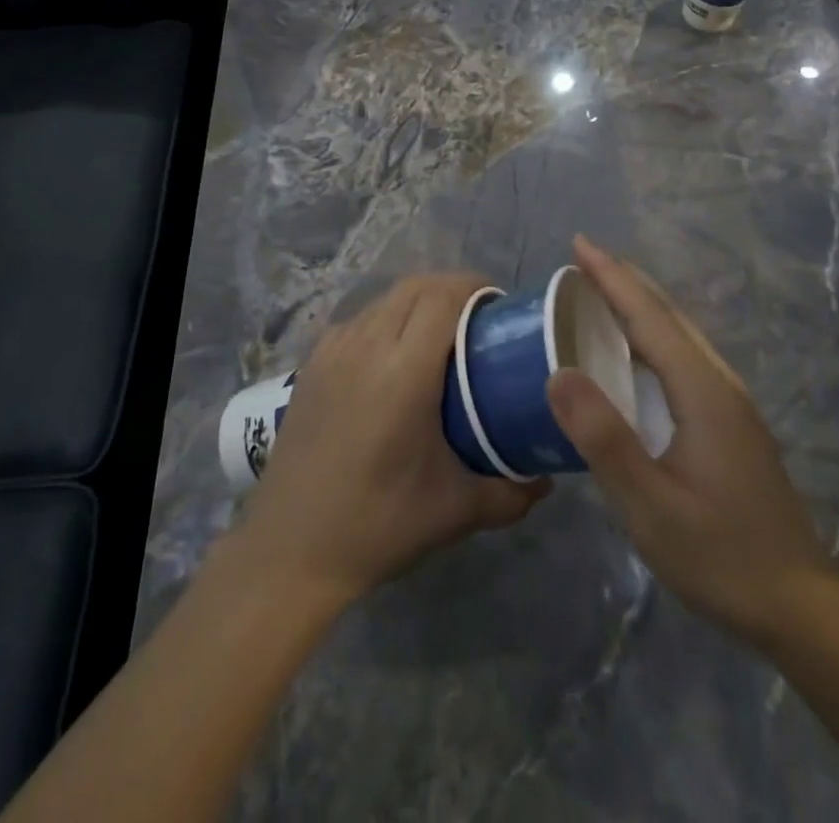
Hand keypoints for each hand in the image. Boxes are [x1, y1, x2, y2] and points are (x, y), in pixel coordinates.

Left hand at [236, 274, 549, 606]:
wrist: (290, 551)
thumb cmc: (378, 525)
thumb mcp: (456, 511)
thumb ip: (511, 493)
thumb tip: (548, 480)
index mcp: (405, 371)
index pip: (443, 297)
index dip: (474, 287)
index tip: (499, 305)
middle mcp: (366, 346)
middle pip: (415, 286)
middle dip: (451, 288)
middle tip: (478, 317)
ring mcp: (333, 351)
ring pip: (384, 299)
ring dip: (417, 301)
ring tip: (440, 333)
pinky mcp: (311, 364)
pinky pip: (358, 320)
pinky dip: (385, 319)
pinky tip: (394, 355)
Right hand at [547, 236, 838, 651]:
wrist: (801, 606)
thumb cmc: (720, 555)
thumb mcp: (650, 505)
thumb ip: (604, 438)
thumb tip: (557, 374)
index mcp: (701, 390)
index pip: (649, 316)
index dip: (612, 277)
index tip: (579, 243)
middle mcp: (719, 383)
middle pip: (668, 315)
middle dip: (625, 281)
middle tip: (582, 259)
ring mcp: (730, 403)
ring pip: (680, 335)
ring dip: (639, 306)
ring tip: (601, 293)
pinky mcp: (730, 423)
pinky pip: (683, 358)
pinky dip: (651, 336)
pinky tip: (634, 354)